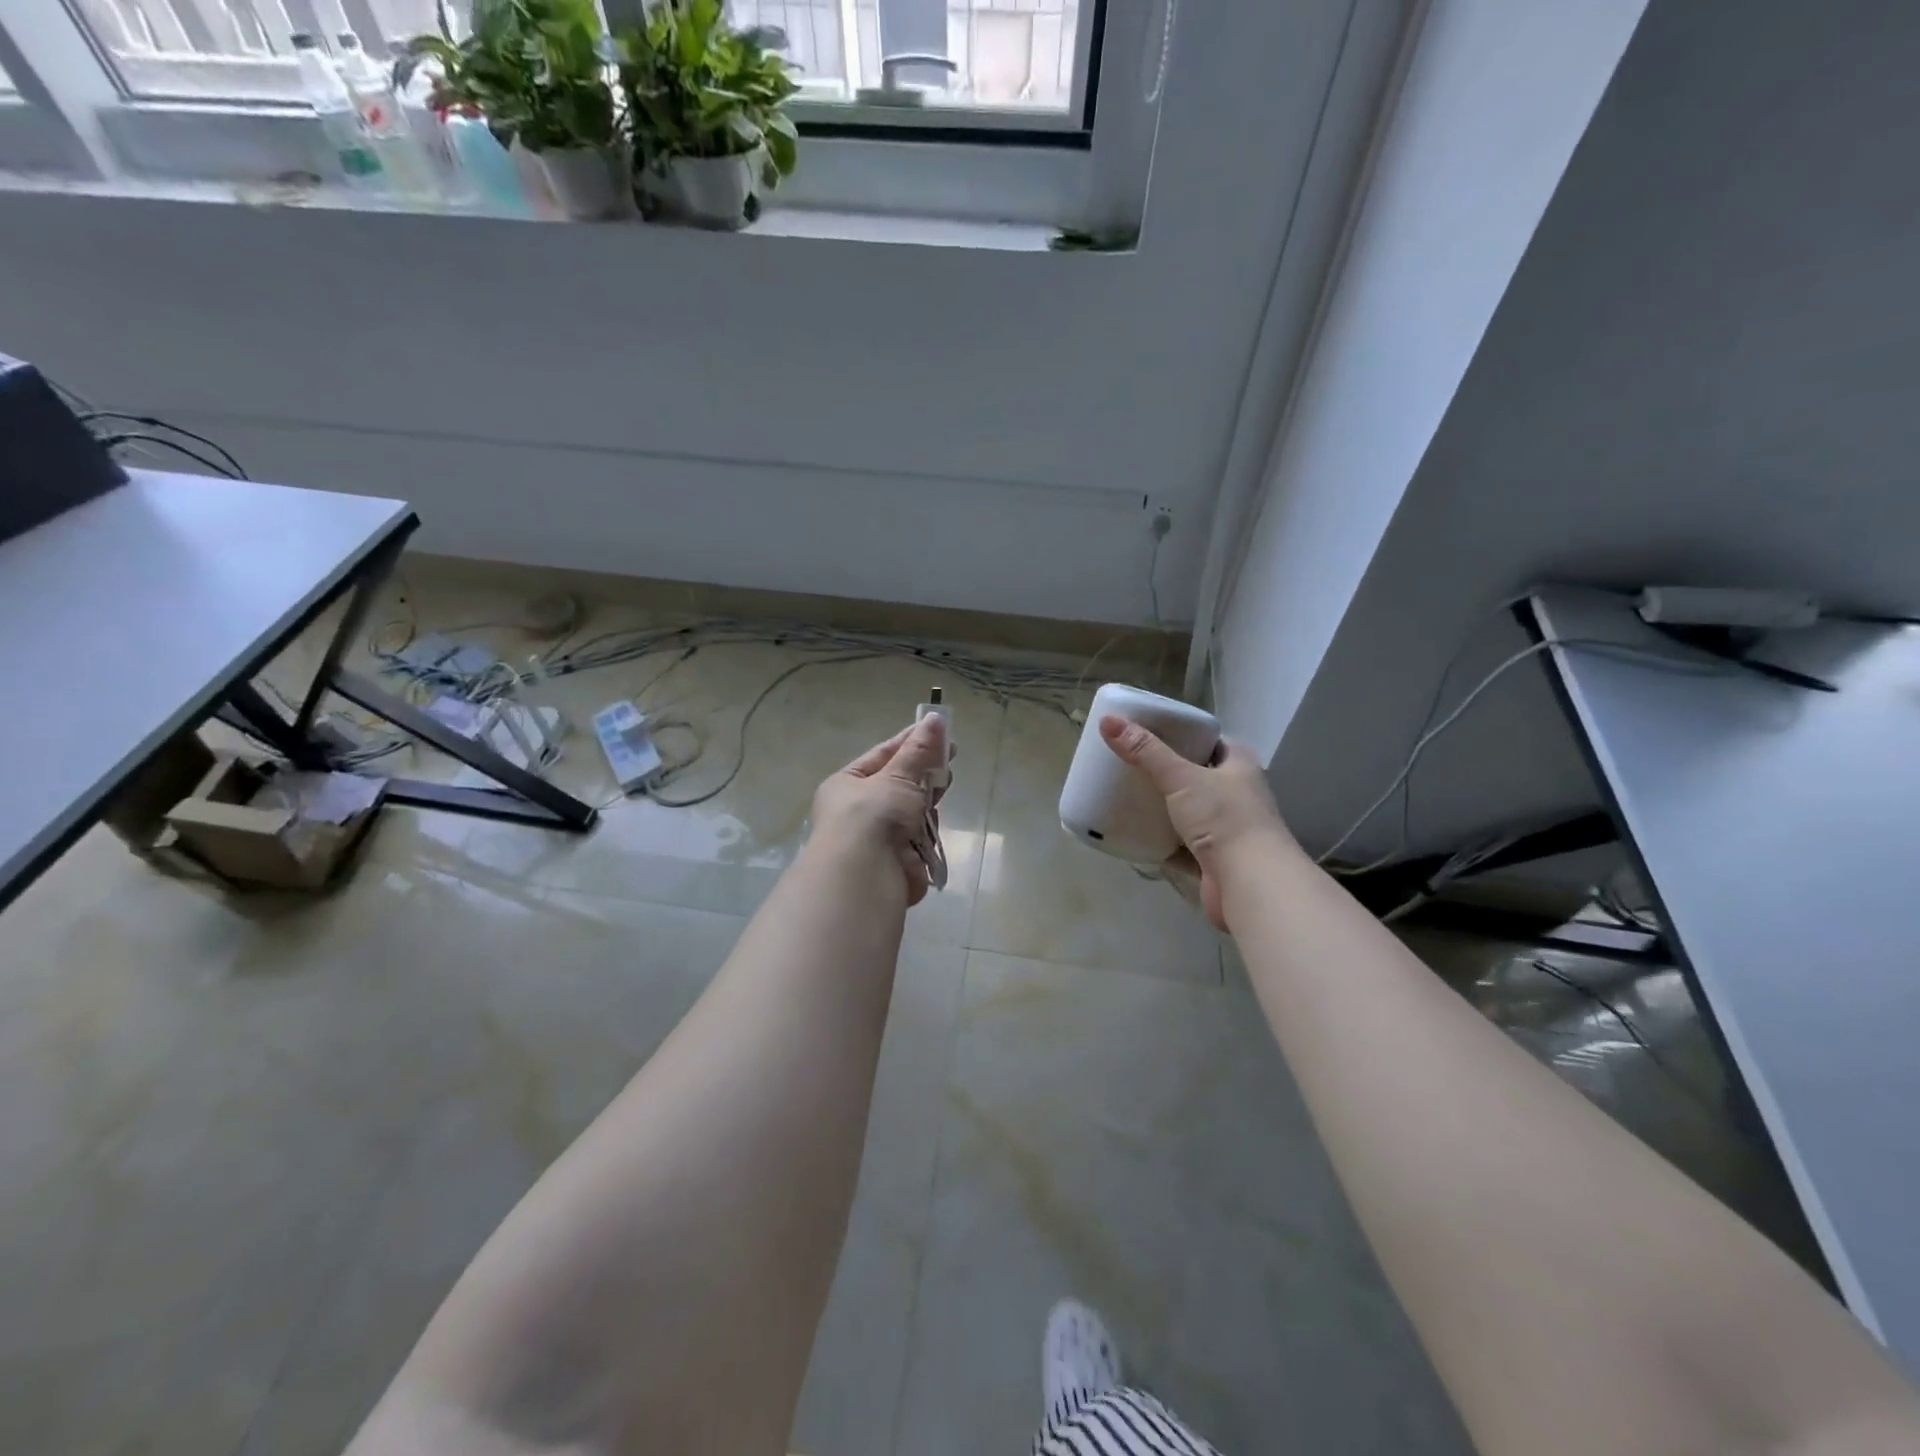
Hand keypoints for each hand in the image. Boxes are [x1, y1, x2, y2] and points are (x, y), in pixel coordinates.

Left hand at [810, 716, 950, 906]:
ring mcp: (877, 838)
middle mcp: (858, 811)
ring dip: (926, 803)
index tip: (939, 730)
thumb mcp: (898, 776)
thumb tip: (935, 718)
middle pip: (899, 784)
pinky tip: (933, 826)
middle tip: (951, 758)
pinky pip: (918, 839)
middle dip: (924, 773)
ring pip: (911, 812)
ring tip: (943, 789)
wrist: (866, 876)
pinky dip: (927, 832)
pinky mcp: (896, 862)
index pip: (883, 755)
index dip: (911, 742)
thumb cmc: (874, 815)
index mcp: (846, 785)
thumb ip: (920, 750)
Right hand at [1100, 715, 1294, 930]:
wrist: (1250, 883)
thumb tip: (1107, 720)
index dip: (1181, 735)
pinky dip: (1162, 839)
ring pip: (1188, 810)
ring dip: (1164, 807)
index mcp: (1239, 764)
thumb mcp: (1181, 777)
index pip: (1208, 740)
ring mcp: (1227, 828)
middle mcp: (1238, 793)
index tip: (1147, 733)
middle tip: (1130, 764)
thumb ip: (1145, 751)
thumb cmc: (1224, 818)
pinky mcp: (1215, 858)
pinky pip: (1182, 842)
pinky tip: (1136, 832)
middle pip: (1196, 775)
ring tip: (1127, 795)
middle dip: (1166, 772)